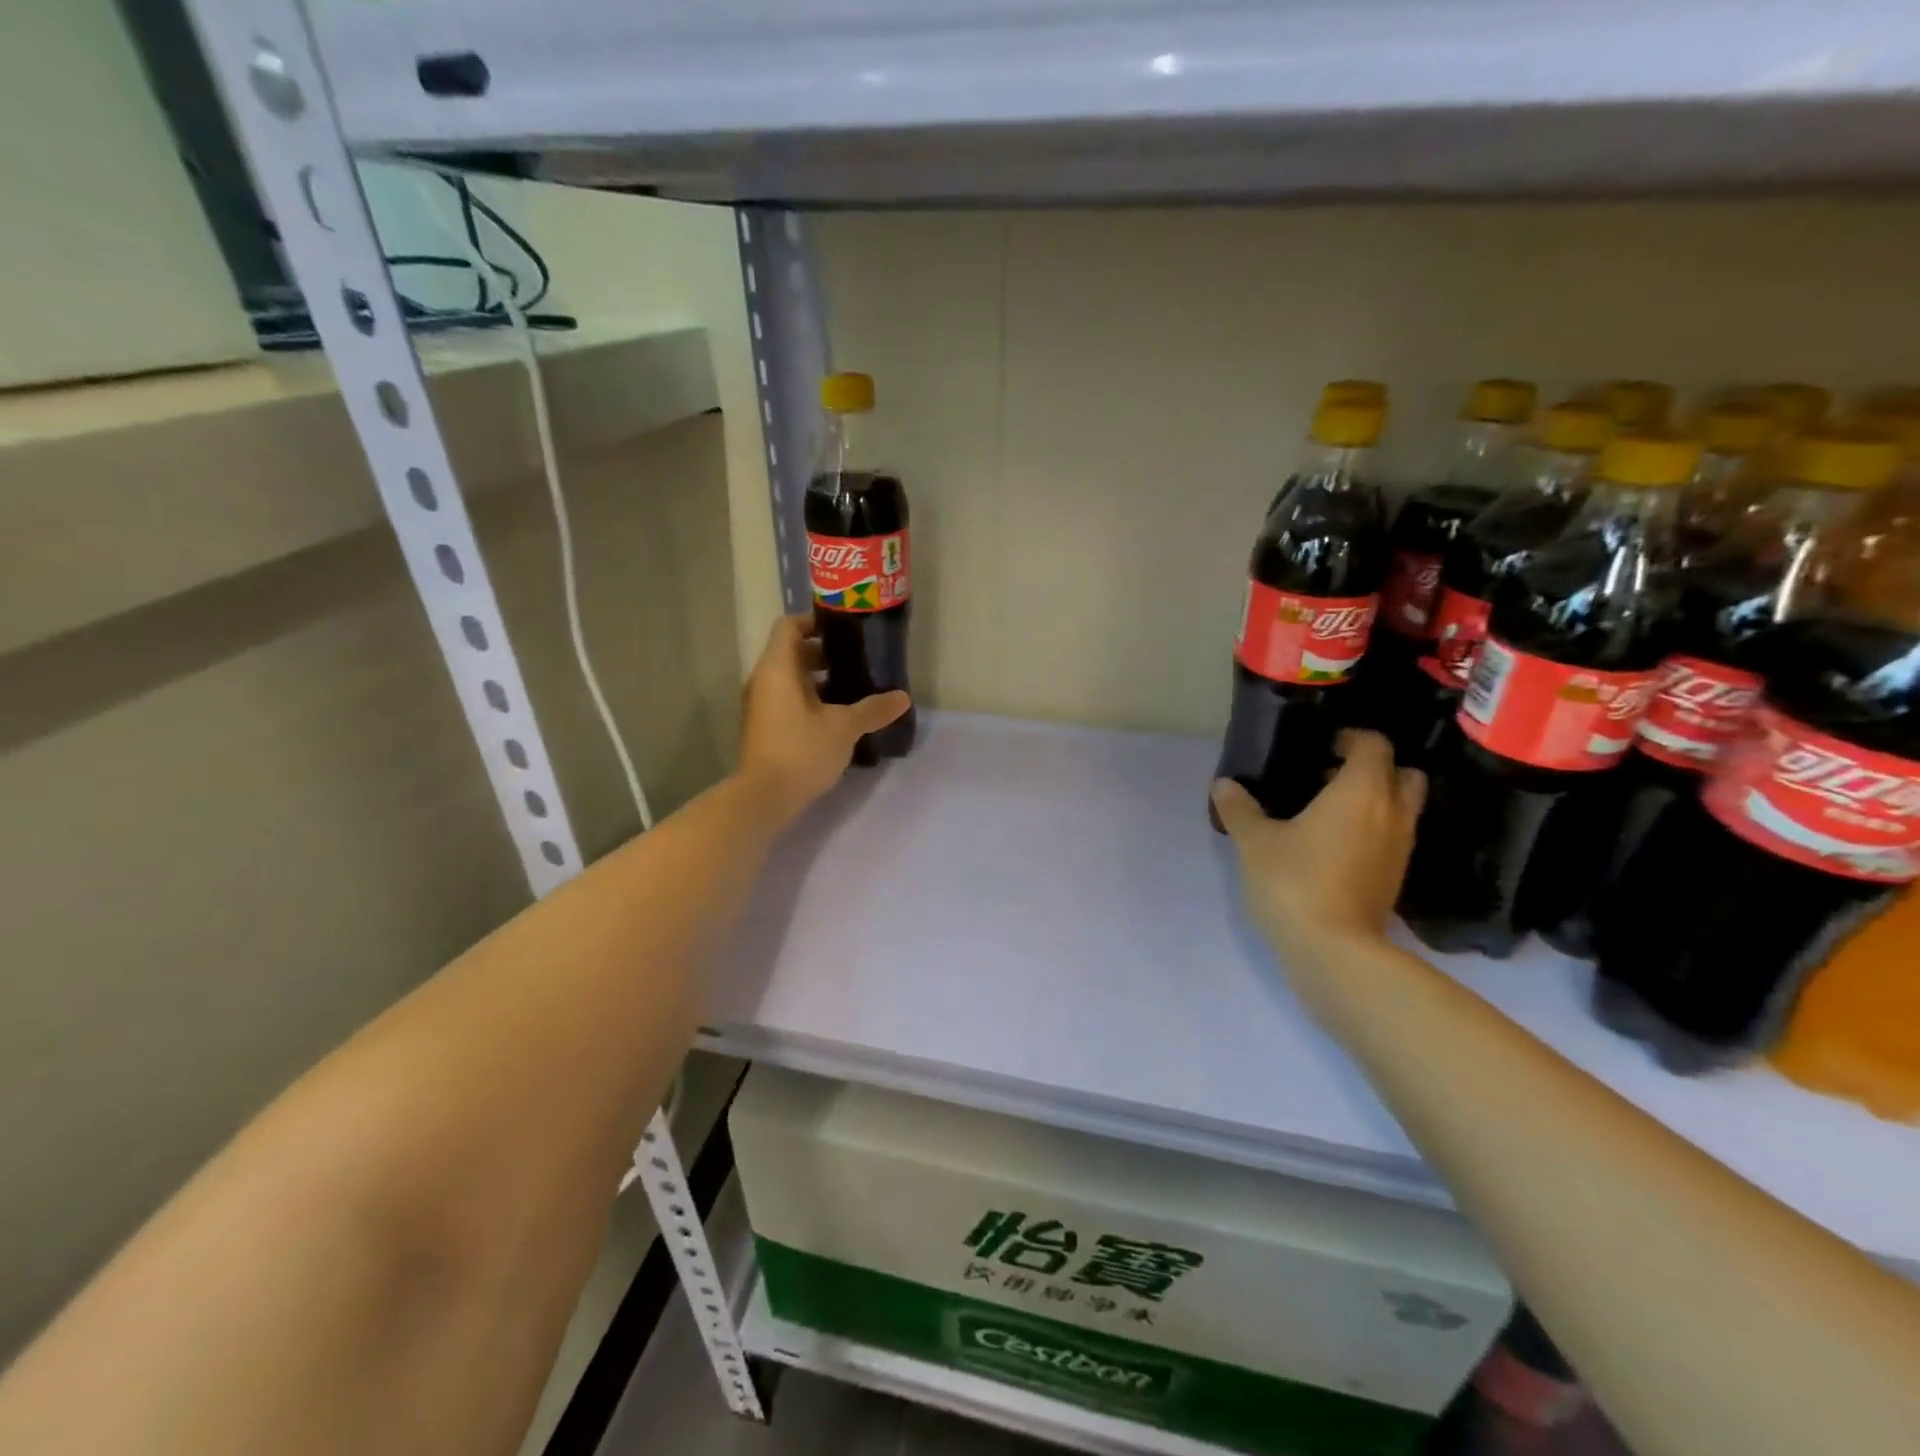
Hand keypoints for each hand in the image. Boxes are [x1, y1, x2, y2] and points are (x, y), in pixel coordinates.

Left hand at [736, 613, 911, 825]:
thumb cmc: (802, 750)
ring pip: (789, 679)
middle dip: (823, 654)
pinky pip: (786, 700)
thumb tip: (903, 698)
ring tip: (852, 690)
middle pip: (791, 652)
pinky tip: (836, 718)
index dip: (815, 622)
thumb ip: (873, 709)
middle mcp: (763, 680)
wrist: (764, 797)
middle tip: (856, 662)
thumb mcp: (844, 727)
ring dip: (817, 680)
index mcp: (778, 668)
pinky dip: (809, 700)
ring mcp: (760, 705)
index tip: (844, 631)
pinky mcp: (763, 728)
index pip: (789, 626)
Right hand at [1211, 730, 1425, 973]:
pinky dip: (1372, 831)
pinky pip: (1392, 837)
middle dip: (1373, 769)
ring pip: (1401, 808)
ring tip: (1327, 811)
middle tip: (1330, 777)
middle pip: (1403, 773)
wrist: (1334, 951)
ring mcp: (1400, 848)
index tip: (1320, 746)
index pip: (1374, 745)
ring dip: (1374, 801)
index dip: (1350, 738)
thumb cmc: (1294, 882)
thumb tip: (1224, 784)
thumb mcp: (1254, 842)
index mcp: (1361, 791)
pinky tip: (1334, 845)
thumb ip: (1240, 808)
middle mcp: (1392, 813)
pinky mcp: (1395, 878)